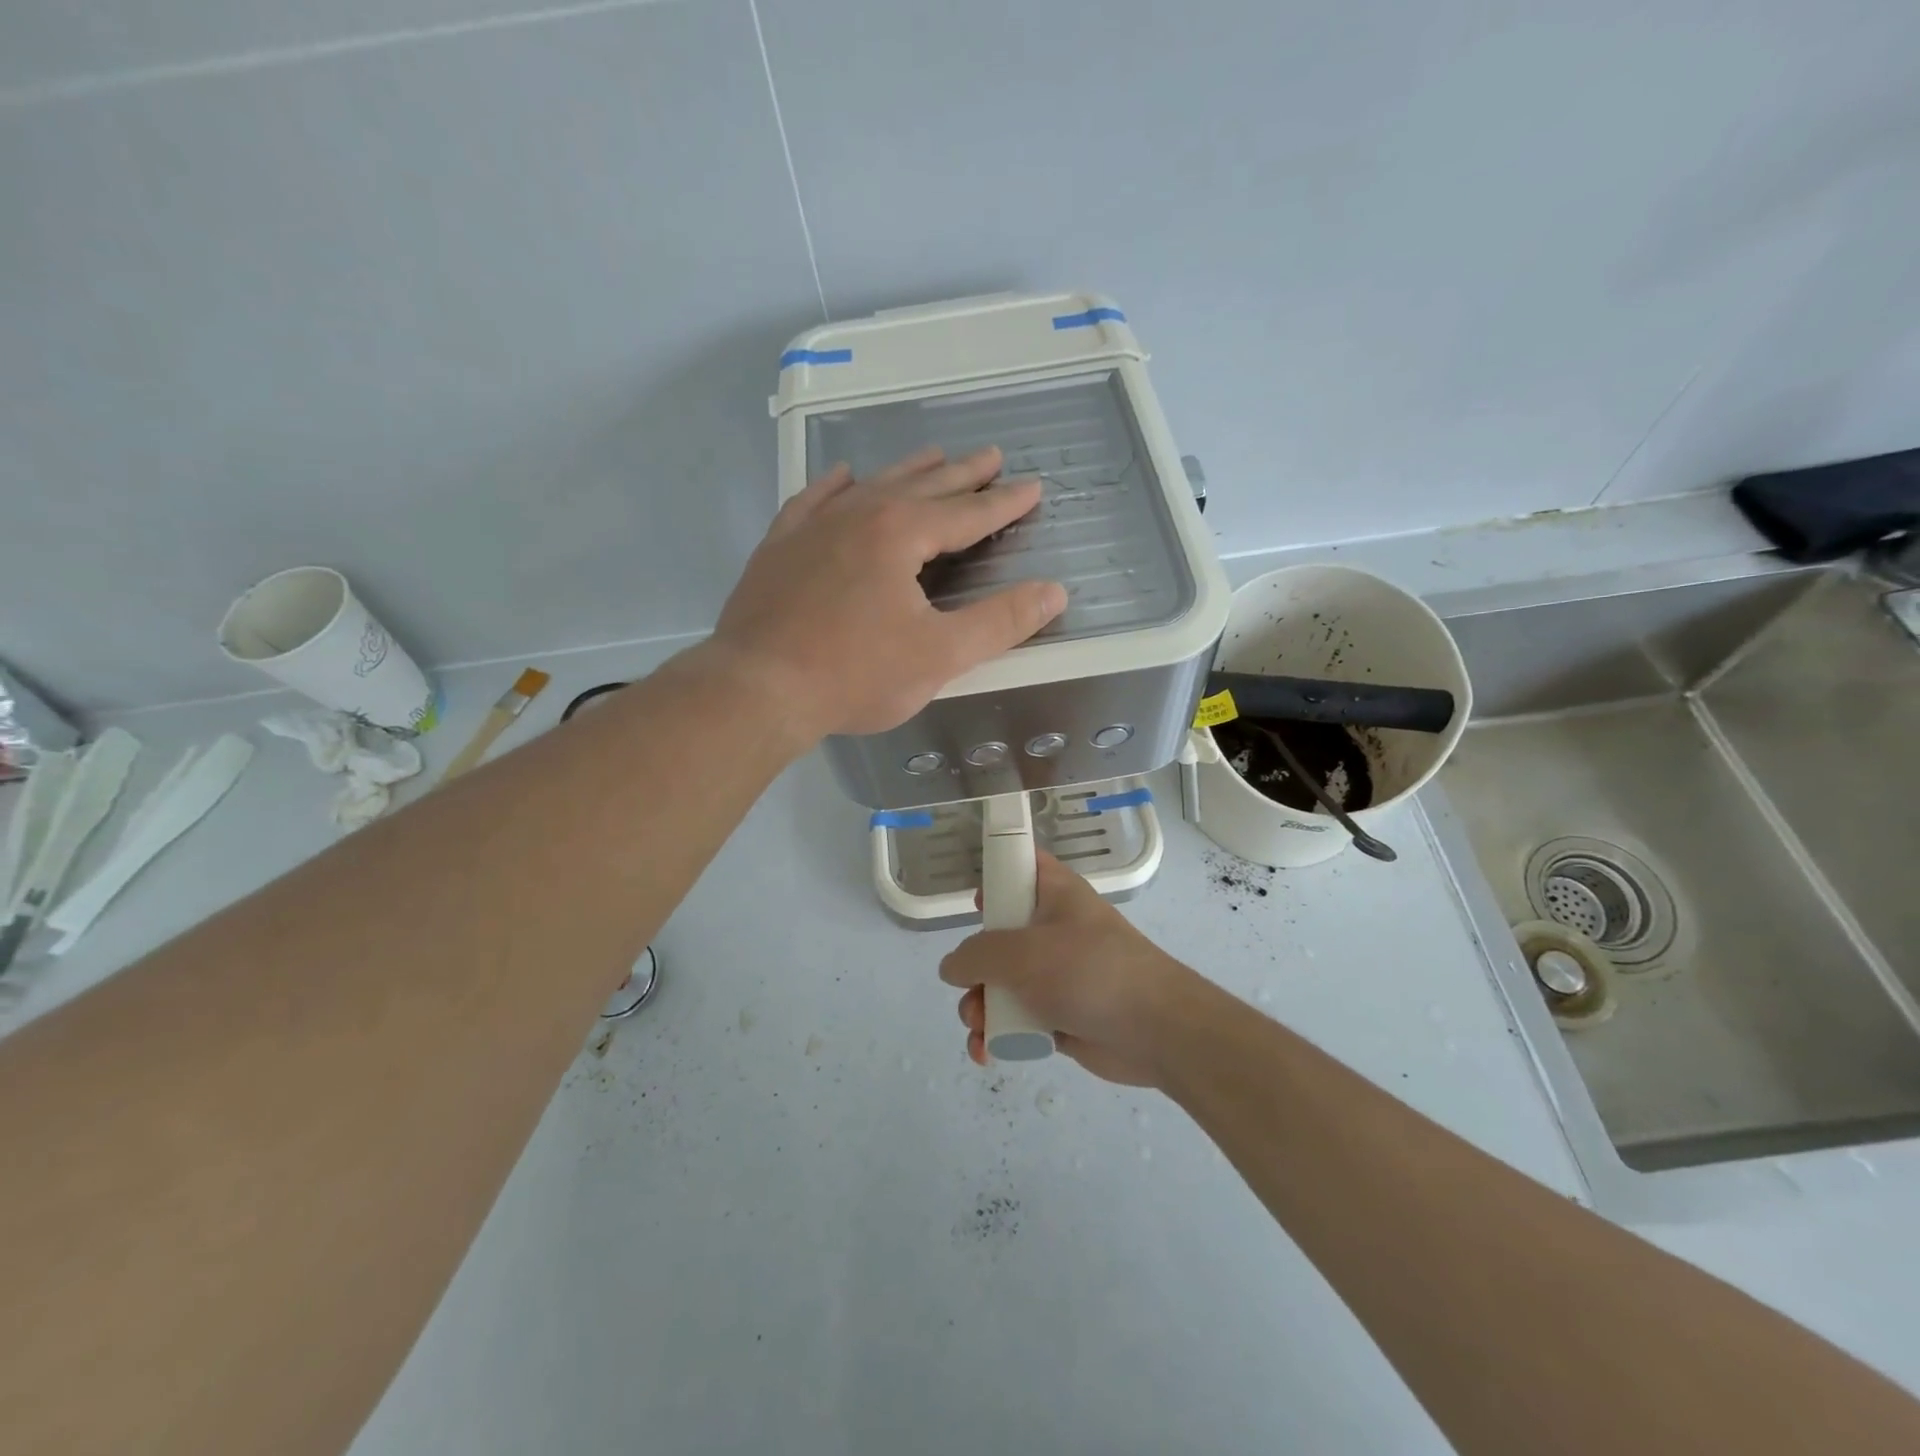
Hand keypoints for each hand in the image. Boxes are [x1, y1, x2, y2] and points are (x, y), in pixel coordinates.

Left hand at [707, 446, 1066, 740]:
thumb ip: (1000, 622)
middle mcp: (859, 515)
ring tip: (934, 456)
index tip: (1032, 486)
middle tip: (991, 455)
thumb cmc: (854, 675)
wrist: (757, 688)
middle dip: (962, 473)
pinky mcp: (780, 546)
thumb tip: (1053, 591)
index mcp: (901, 534)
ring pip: (871, 485)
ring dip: (908, 471)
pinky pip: (813, 500)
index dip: (1003, 502)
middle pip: (922, 486)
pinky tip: (844, 477)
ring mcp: (813, 526)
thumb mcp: (940, 655)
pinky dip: (835, 486)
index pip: (967, 512)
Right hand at [940, 852, 1203, 1085]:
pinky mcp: (1057, 1014)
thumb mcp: (1024, 953)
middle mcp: (1051, 928)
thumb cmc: (1090, 971)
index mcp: (1053, 893)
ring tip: (980, 1028)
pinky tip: (987, 1052)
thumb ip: (977, 955)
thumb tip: (953, 967)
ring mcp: (1054, 973)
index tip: (976, 901)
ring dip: (980, 1007)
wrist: (1156, 1030)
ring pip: (1000, 982)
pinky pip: (1015, 1018)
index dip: (994, 874)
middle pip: (996, 934)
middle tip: (972, 986)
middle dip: (973, 966)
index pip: (1020, 865)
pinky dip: (997, 1034)